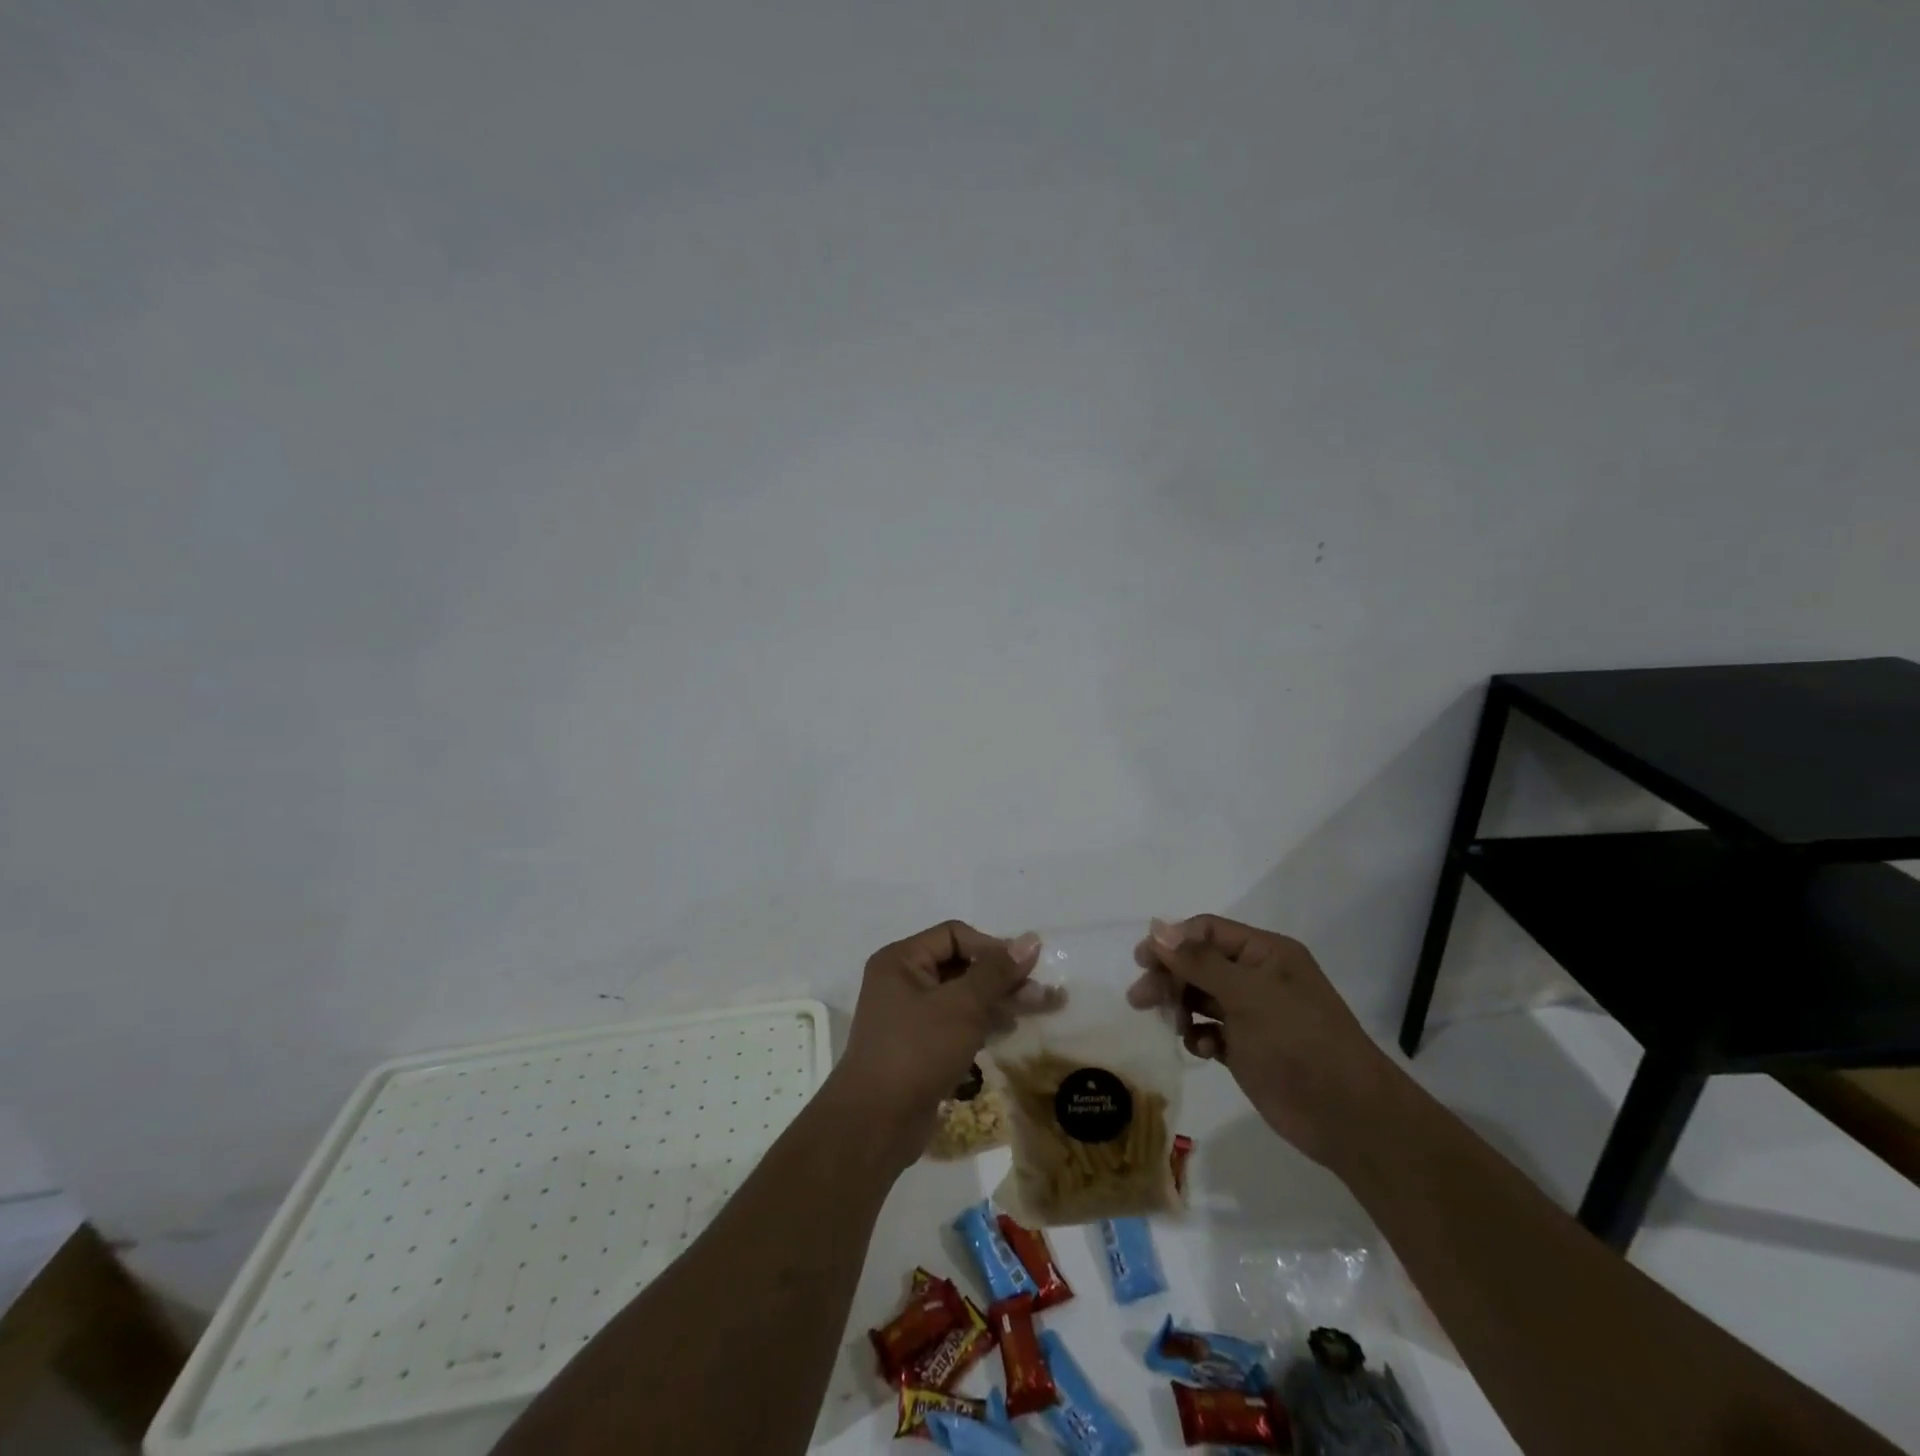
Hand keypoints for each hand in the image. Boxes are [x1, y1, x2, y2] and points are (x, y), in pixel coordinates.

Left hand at [833, 921, 1042, 1164]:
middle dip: (1001, 976)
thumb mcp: (962, 1006)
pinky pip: (955, 1021)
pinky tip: (1009, 1030)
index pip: (954, 935)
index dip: (991, 947)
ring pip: (961, 995)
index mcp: (901, 960)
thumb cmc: (917, 1051)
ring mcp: (908, 1015)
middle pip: (960, 964)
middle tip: (1041, 993)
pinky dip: (982, 1022)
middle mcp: (902, 980)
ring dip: (997, 999)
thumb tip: (1030, 939)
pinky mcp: (918, 1045)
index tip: (1024, 969)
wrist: (876, 1123)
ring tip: (1036, 1009)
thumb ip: (997, 972)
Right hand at [1129, 915, 1394, 1168]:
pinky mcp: (1247, 1049)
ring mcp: (1253, 1014)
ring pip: (1201, 997)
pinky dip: (1199, 1036)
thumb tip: (1157, 927)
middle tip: (1139, 998)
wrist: (1347, 1116)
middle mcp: (1257, 978)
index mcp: (1266, 953)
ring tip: (1170, 1025)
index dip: (1173, 941)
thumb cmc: (1298, 1042)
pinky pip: (1210, 1030)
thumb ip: (1199, 961)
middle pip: (1199, 963)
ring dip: (1180, 1006)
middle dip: (1170, 977)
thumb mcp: (1247, 995)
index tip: (1142, 960)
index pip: (1208, 931)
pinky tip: (1201, 1049)